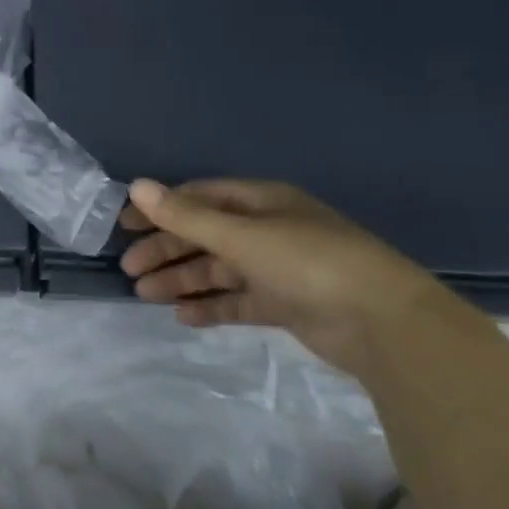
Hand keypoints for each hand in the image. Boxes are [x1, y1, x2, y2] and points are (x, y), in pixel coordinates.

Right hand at [119, 178, 466, 377]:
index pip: (199, 198)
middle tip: (130, 270)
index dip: (161, 208)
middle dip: (166, 250)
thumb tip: (136, 186)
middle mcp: (266, 230)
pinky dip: (210, 306)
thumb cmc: (307, 262)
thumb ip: (186, 215)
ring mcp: (277, 269)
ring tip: (145, 295)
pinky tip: (183, 317)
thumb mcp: (241, 235)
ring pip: (218, 270)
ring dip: (181, 280)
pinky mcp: (286, 305)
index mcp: (260, 202)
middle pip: (204, 235)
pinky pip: (237, 301)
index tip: (125, 226)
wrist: (383, 323)